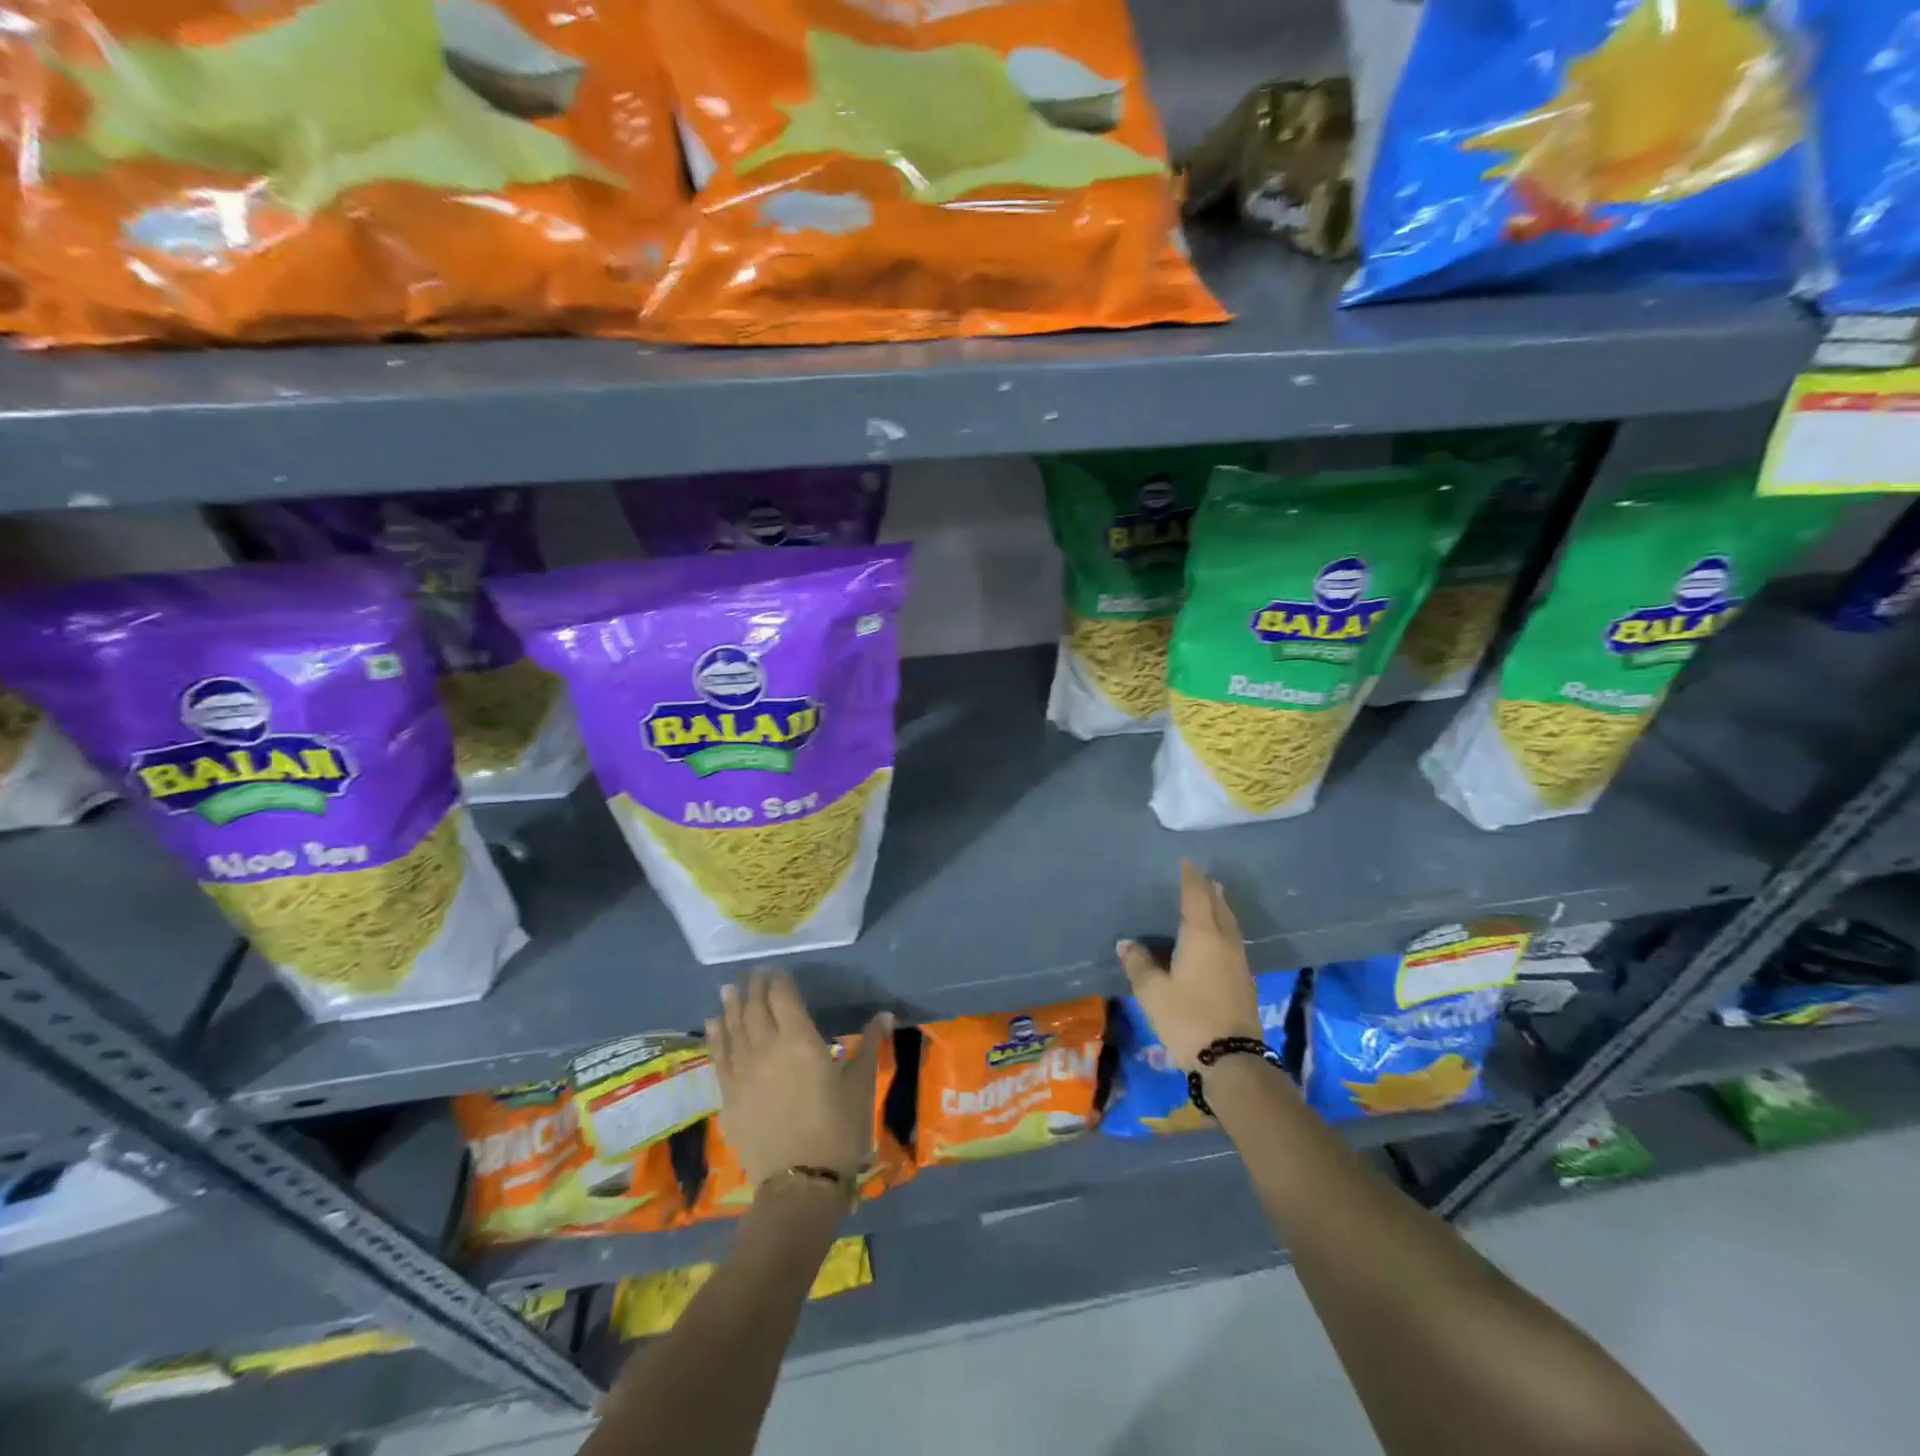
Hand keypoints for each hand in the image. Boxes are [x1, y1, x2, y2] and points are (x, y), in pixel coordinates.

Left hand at [706, 968, 891, 1187]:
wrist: (800, 1182)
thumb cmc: (838, 1128)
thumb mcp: (860, 1084)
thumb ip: (870, 1045)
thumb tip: (886, 1014)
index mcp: (800, 1039)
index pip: (783, 997)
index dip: (778, 980)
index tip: (777, 970)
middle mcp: (766, 1047)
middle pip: (755, 1008)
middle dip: (755, 987)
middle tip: (753, 973)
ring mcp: (743, 1072)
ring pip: (733, 1028)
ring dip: (731, 1005)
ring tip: (729, 988)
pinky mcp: (728, 1096)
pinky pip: (719, 1057)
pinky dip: (716, 1036)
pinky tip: (713, 1024)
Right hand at [1118, 861, 1260, 1070]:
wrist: (1232, 1060)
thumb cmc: (1187, 1018)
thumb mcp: (1152, 991)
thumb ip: (1139, 963)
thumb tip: (1128, 943)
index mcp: (1201, 935)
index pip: (1196, 897)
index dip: (1190, 878)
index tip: (1186, 862)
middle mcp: (1224, 941)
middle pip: (1219, 907)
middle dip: (1209, 890)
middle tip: (1200, 877)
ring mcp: (1238, 961)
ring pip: (1229, 924)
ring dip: (1220, 908)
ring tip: (1213, 898)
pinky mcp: (1244, 981)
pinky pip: (1232, 941)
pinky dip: (1223, 928)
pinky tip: (1217, 938)